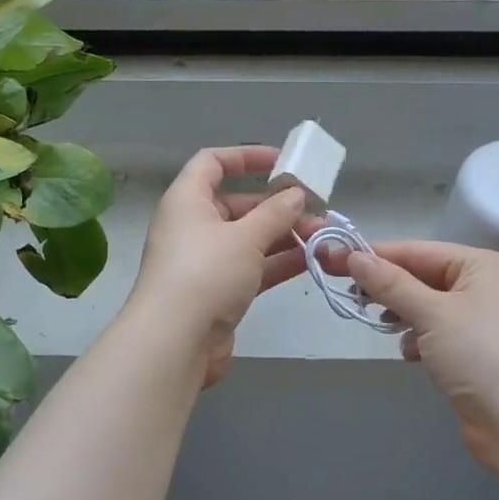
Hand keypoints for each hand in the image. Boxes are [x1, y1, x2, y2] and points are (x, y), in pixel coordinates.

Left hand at [128, 146, 306, 387]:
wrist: (175, 342)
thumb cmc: (206, 273)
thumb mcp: (245, 237)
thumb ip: (275, 214)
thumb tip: (296, 195)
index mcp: (187, 200)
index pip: (212, 163)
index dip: (246, 157)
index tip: (283, 162)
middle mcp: (192, 227)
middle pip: (237, 204)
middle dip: (278, 206)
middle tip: (316, 209)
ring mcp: (204, 262)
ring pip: (248, 239)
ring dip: (284, 236)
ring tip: (323, 236)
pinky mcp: (216, 292)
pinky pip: (251, 268)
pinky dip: (277, 263)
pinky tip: (311, 261)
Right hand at [339, 241, 498, 475]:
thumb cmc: (481, 356)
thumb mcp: (432, 313)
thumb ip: (391, 284)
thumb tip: (353, 256)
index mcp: (480, 265)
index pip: (416, 251)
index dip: (374, 255)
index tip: (332, 260)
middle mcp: (482, 287)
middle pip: (420, 277)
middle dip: (387, 288)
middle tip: (349, 296)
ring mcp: (480, 322)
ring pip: (425, 307)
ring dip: (402, 316)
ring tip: (381, 326)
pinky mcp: (474, 354)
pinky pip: (435, 335)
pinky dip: (418, 341)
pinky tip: (411, 355)